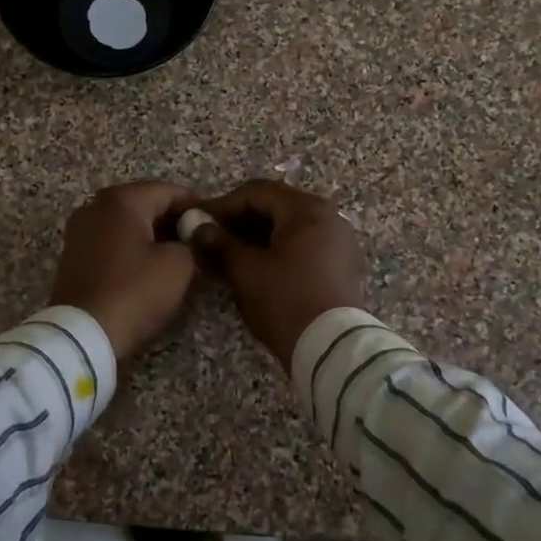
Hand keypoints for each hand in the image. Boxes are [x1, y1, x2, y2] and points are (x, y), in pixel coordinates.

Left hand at [48, 181, 200, 360]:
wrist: (83, 336)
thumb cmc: (135, 292)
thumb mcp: (179, 266)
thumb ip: (191, 242)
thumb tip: (188, 239)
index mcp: (122, 200)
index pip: (169, 191)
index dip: (196, 206)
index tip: (214, 224)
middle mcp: (95, 206)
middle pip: (145, 204)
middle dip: (172, 220)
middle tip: (198, 241)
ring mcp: (79, 231)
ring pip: (126, 224)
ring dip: (152, 235)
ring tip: (178, 256)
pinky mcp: (73, 256)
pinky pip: (111, 242)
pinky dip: (132, 249)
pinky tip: (149, 268)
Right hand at [200, 180, 366, 368]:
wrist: (332, 348)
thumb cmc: (286, 301)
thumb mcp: (246, 271)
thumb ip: (220, 243)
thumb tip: (197, 227)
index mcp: (306, 209)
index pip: (256, 192)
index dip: (222, 205)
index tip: (198, 223)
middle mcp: (329, 216)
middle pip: (275, 207)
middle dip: (240, 221)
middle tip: (212, 240)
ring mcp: (340, 241)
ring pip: (290, 228)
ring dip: (258, 238)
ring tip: (231, 257)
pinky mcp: (343, 266)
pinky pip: (305, 246)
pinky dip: (279, 251)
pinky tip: (258, 270)